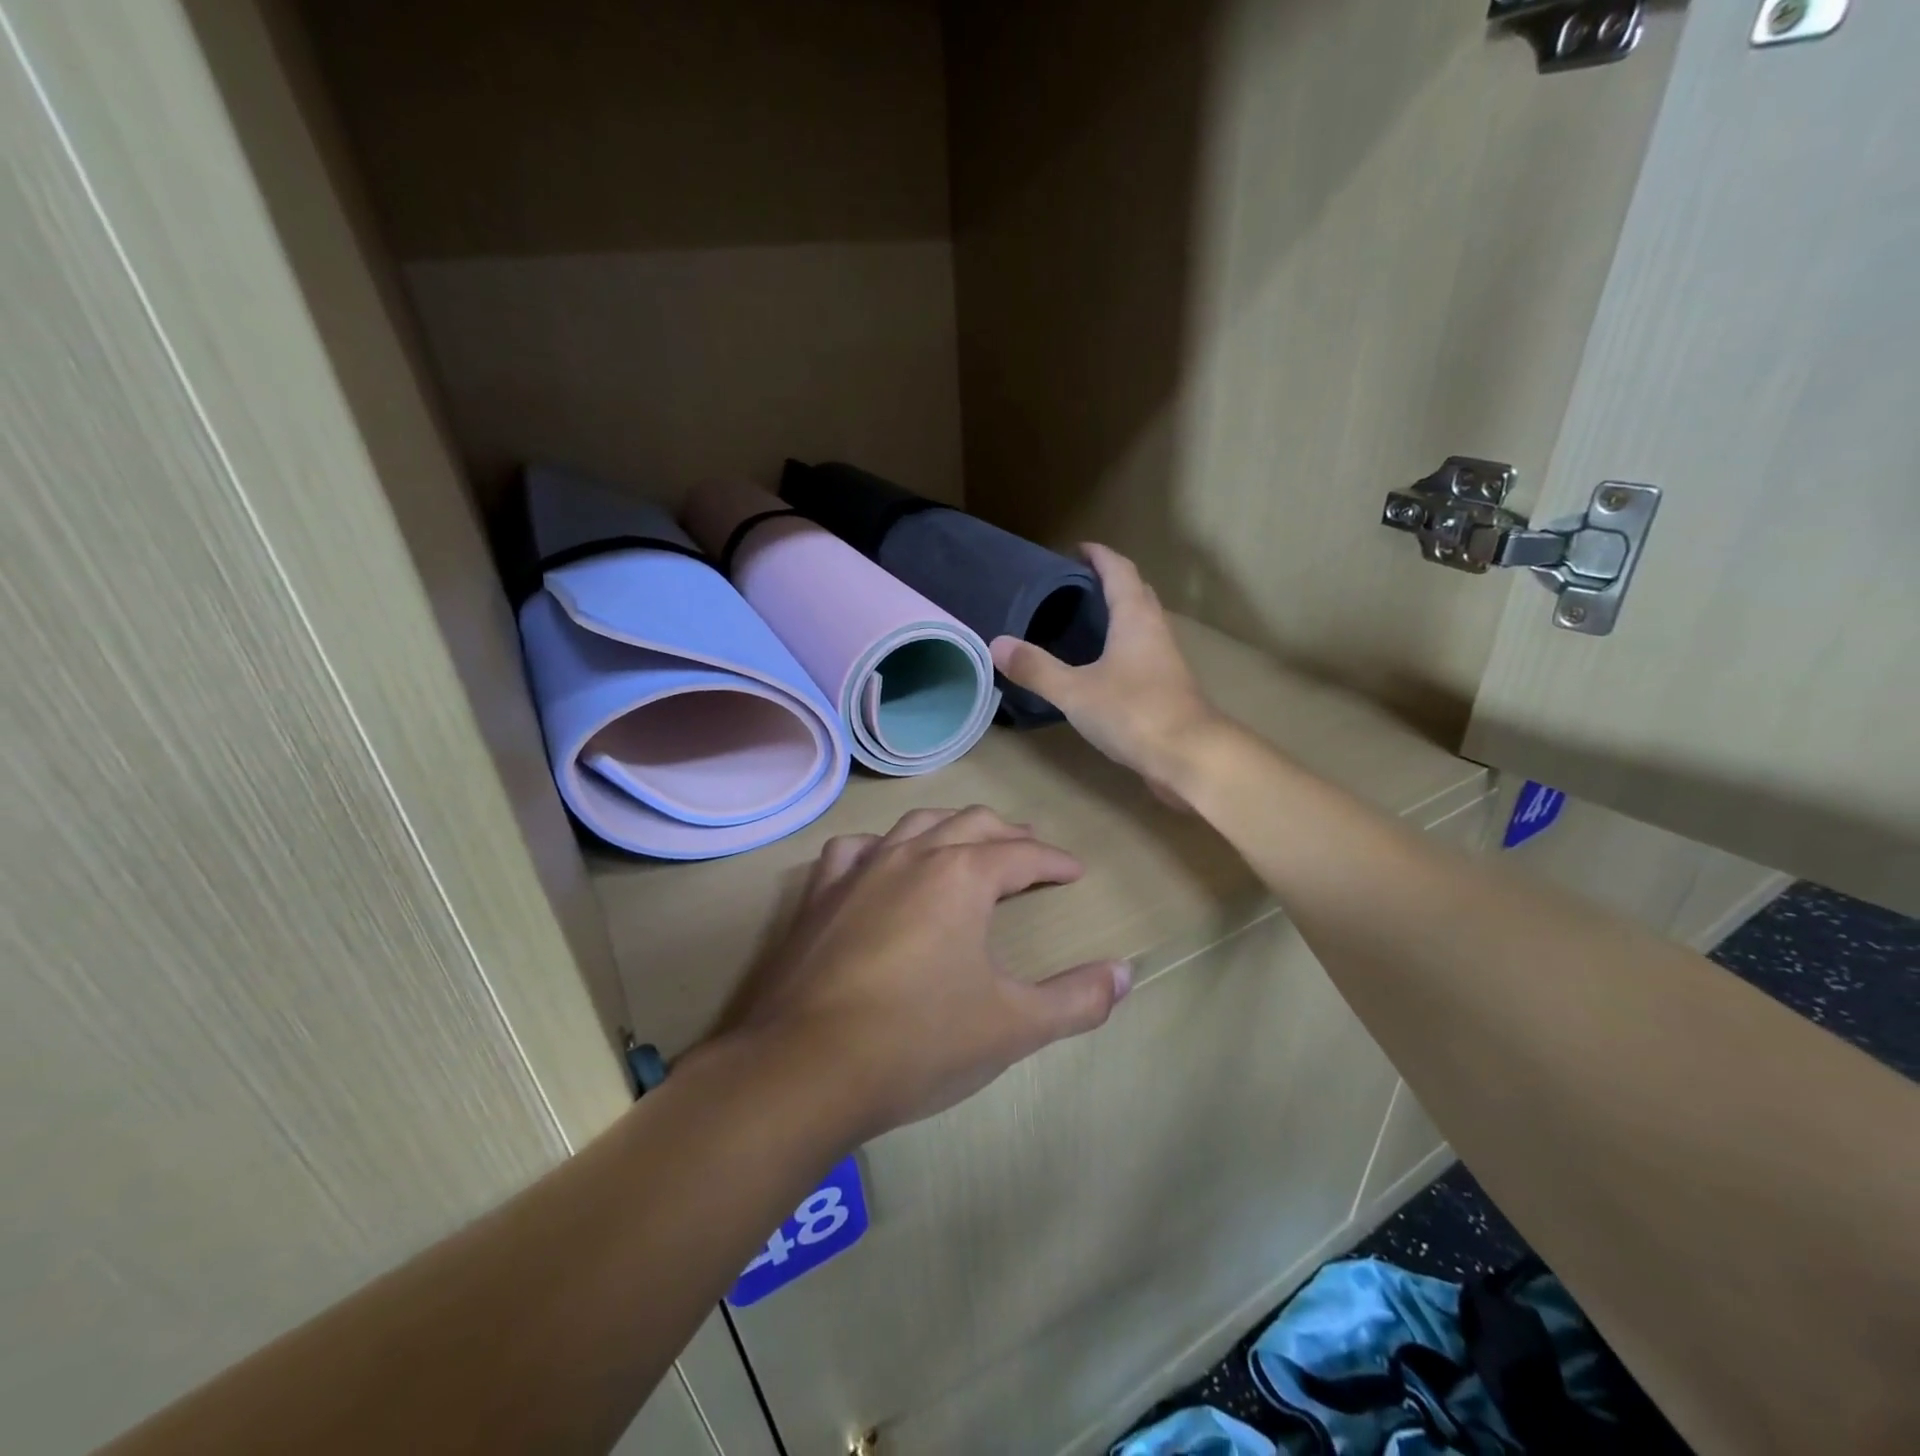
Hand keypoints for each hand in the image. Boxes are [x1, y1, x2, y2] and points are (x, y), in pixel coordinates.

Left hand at [711, 807, 1132, 1139]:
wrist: (805, 1068)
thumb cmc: (918, 1042)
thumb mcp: (1012, 1026)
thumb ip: (1076, 1000)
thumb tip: (1126, 974)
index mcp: (963, 875)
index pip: (1023, 854)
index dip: (1055, 861)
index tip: (1075, 871)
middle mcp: (913, 855)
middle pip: (972, 824)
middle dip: (1009, 835)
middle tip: (1030, 852)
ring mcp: (861, 869)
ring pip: (917, 824)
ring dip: (951, 828)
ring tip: (969, 844)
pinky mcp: (821, 893)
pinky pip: (856, 849)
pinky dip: (881, 847)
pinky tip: (883, 861)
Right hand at [991, 544, 1222, 802]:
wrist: (1189, 755)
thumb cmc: (1133, 712)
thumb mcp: (1075, 691)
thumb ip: (1036, 669)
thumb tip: (996, 644)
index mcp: (1134, 618)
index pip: (1119, 571)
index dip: (1099, 556)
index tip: (1078, 549)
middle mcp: (1154, 630)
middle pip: (1136, 592)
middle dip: (1111, 580)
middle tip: (1078, 584)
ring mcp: (1166, 659)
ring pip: (1143, 622)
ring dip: (1120, 613)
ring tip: (1086, 620)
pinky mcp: (1168, 686)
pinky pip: (1143, 651)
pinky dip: (1123, 645)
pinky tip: (1103, 665)